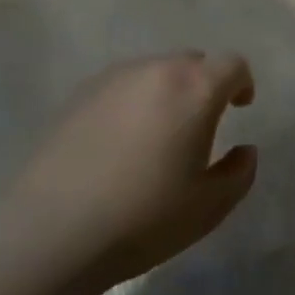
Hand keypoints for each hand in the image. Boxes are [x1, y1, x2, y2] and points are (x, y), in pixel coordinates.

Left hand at [17, 53, 256, 284]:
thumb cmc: (144, 218)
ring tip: (159, 133)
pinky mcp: (78, 96)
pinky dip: (133, 102)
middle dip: (204, 85)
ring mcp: (113, 79)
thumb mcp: (210, 206)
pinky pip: (121, 87)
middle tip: (200, 124)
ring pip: (154, 72)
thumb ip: (240, 172)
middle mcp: (156, 71)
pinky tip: (121, 142)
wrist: (50, 233)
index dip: (242, 83)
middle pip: (192, 62)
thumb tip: (244, 149)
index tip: (240, 107)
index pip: (232, 64)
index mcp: (195, 89)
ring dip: (167, 92)